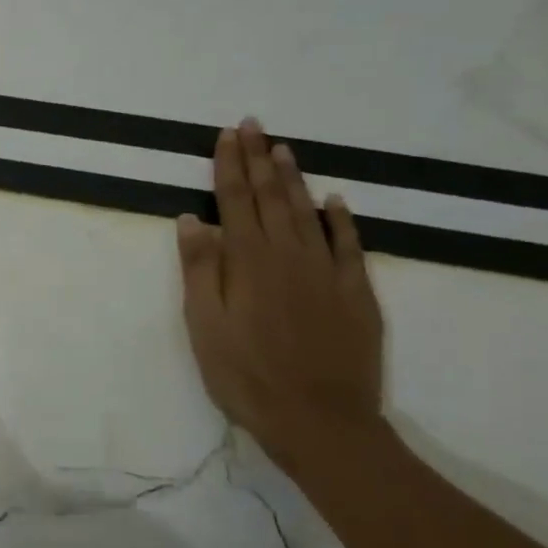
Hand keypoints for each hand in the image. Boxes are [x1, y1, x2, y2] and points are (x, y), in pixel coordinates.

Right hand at [176, 118, 384, 472]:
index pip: (234, 201)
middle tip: (254, 126)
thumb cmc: (246, 375)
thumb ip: (200, 270)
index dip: (229, 166)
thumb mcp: (205, 326)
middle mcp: (288, 255)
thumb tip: (191, 220)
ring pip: (307, 212)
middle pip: (271, 198)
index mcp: (247, 262)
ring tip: (283, 150)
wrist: (320, 420)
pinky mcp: (356, 293)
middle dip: (259, 160)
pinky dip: (341, 219)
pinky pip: (348, 245)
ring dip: (294, 179)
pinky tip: (335, 201)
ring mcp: (327, 272)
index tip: (227, 135)